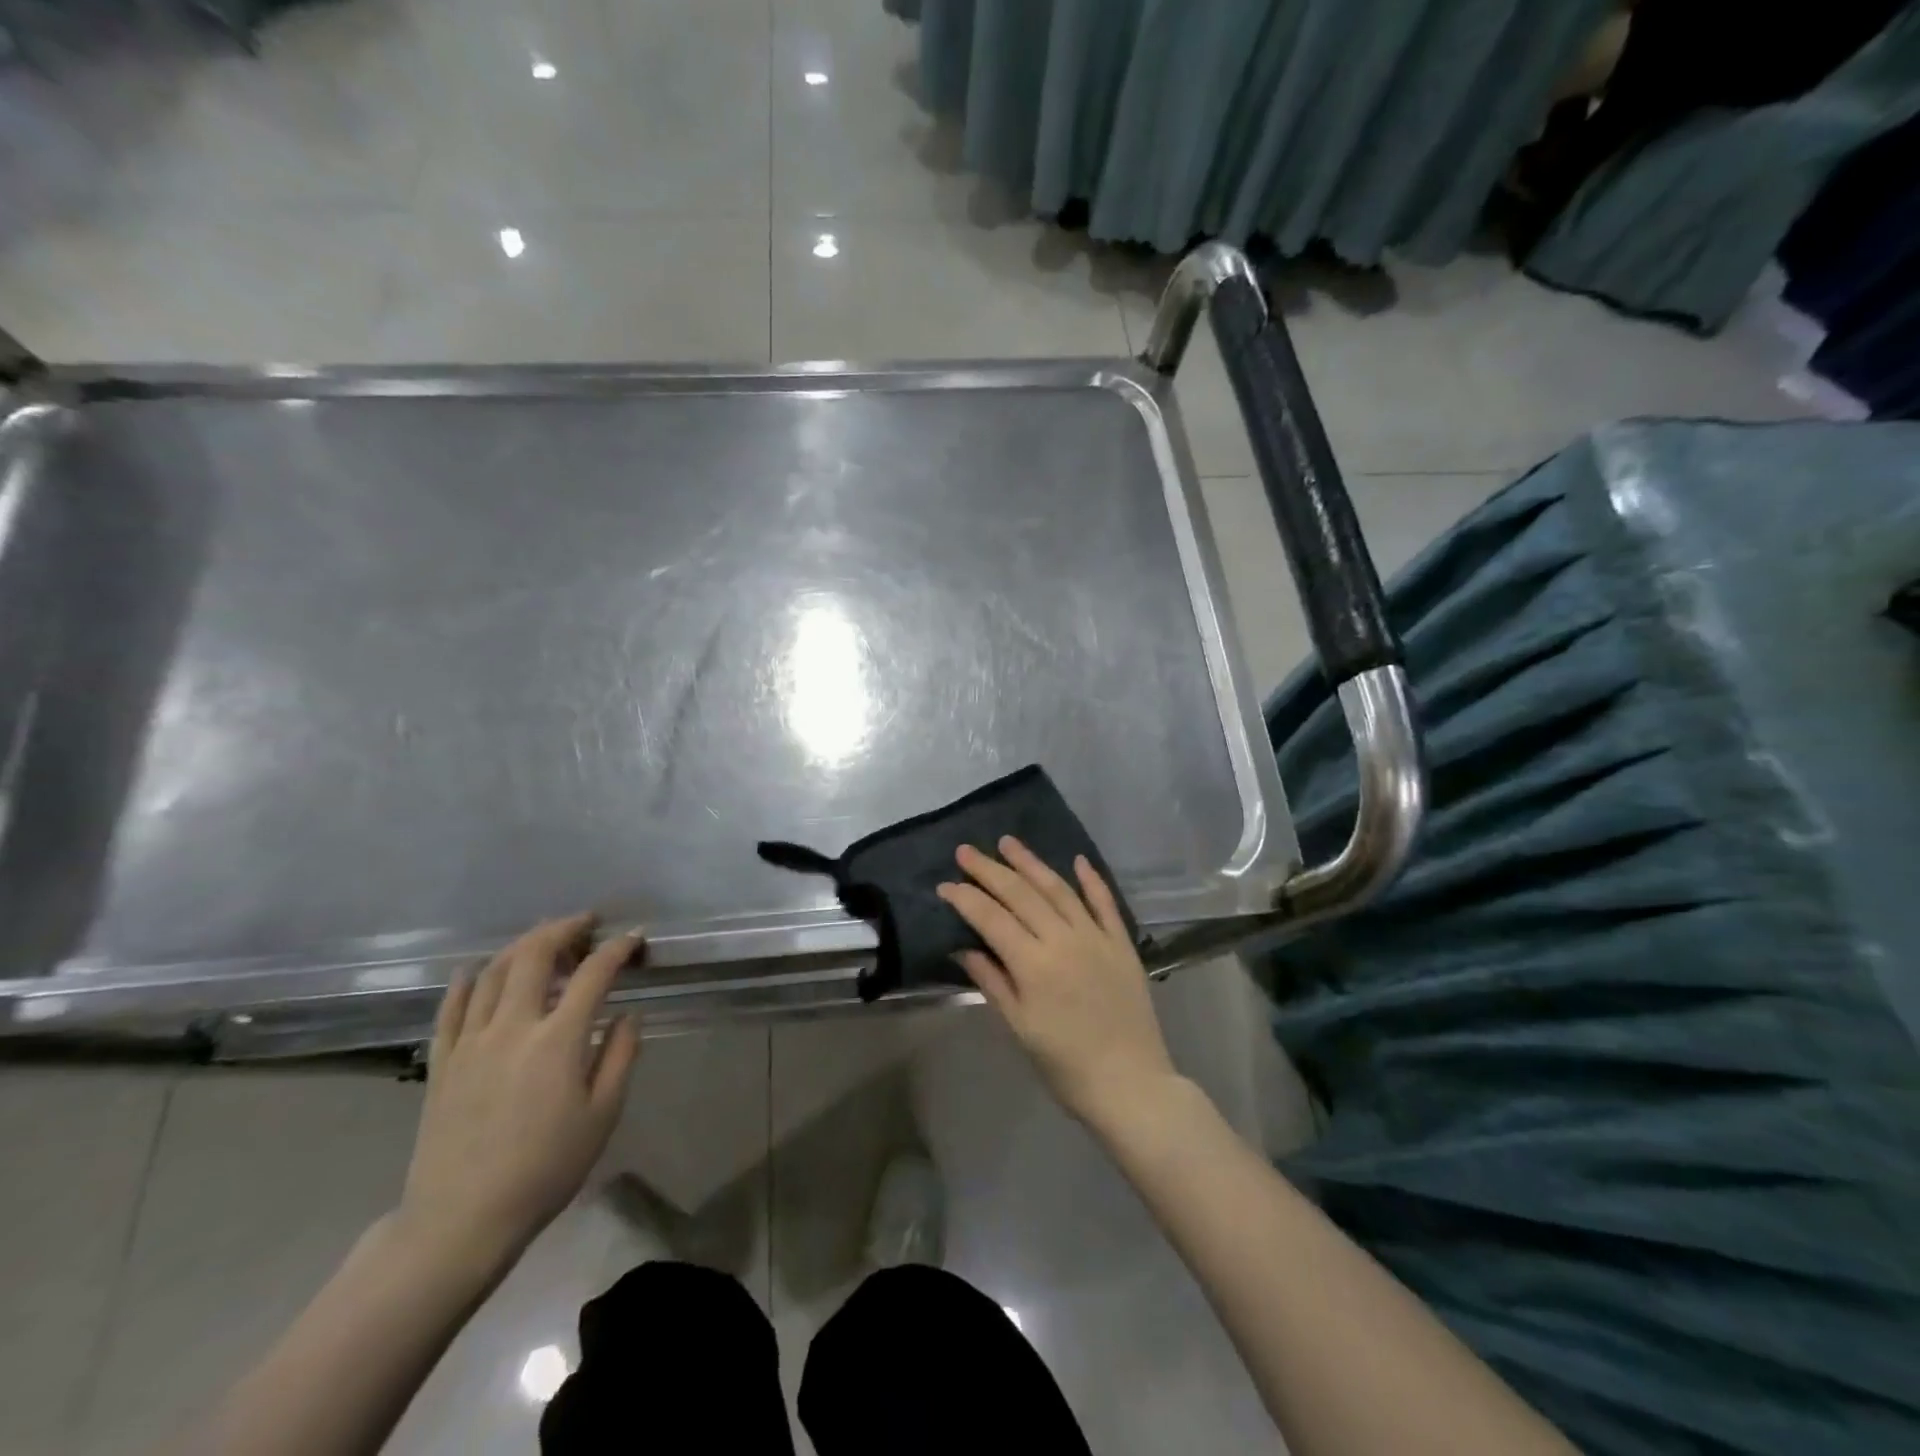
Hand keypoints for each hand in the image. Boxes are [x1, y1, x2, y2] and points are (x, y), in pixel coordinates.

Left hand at [397, 915, 641, 1276]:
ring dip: (523, 946)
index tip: (634, 939)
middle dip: (564, 929)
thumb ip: (620, 1056)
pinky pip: (452, 1005)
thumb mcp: (603, 1115)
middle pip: (535, 955)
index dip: (617, 949)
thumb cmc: (544, 1169)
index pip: (594, 974)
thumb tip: (627, 1015)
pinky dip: (469, 979)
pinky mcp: (443, 1061)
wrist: (460, 1221)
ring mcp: (471, 1041)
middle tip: (585, 923)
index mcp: (558, 1040)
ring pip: (493, 971)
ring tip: (544, 941)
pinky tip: (478, 970)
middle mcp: (512, 1027)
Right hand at [938, 839, 1177, 1130]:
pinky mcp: (1122, 944)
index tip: (946, 884)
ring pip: (1059, 889)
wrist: (1130, 1084)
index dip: (967, 899)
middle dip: (990, 870)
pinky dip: (1091, 880)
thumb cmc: (1066, 1064)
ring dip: (1032, 863)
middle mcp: (1064, 940)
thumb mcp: (1020, 1027)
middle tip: (966, 851)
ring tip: (1009, 842)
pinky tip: (1077, 860)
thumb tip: (962, 948)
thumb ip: (992, 981)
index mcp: (1034, 964)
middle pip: (1021, 894)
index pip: (992, 919)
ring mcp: (1096, 937)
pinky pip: (1105, 903)